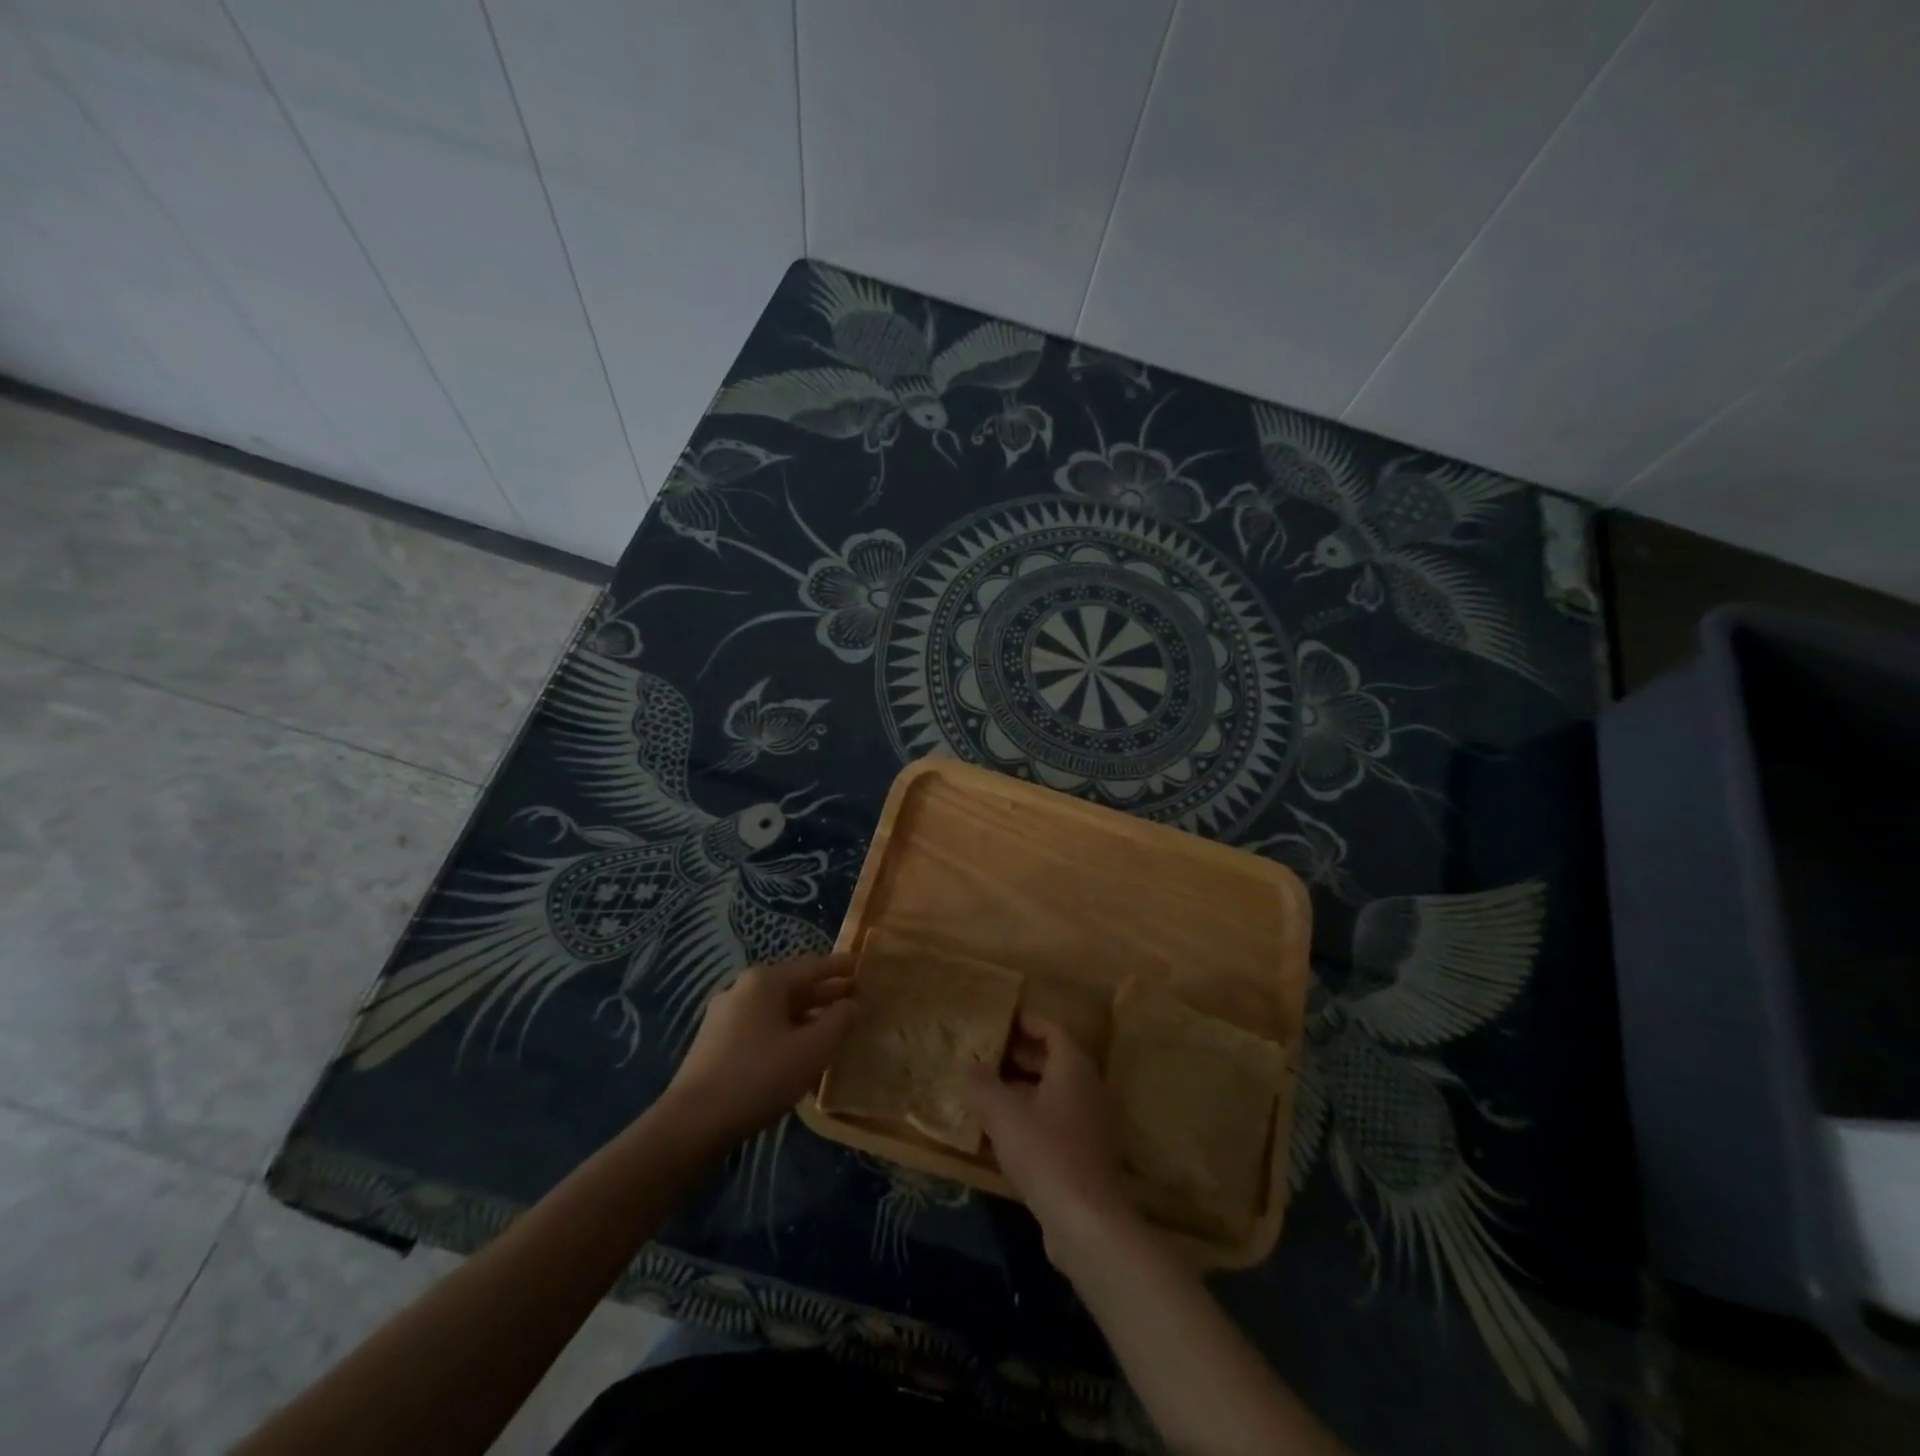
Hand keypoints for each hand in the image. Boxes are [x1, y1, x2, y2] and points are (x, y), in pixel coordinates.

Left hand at [664, 955, 856, 1142]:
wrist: (692, 1123)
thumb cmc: (760, 1077)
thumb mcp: (812, 1050)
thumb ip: (838, 1021)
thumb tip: (852, 1003)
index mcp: (765, 981)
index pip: (813, 966)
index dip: (840, 967)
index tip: (862, 966)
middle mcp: (742, 988)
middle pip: (793, 984)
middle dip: (824, 992)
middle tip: (854, 997)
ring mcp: (724, 1015)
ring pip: (775, 1007)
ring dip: (805, 1014)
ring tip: (831, 1025)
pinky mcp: (714, 1041)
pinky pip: (760, 1025)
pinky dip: (785, 1029)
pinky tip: (798, 1048)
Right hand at [967, 1013, 1134, 1263]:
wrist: (1084, 1219)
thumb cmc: (1044, 1151)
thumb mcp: (1002, 1113)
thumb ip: (981, 1084)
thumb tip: (965, 1063)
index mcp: (1073, 1066)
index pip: (1051, 1030)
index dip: (1026, 1023)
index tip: (1000, 1021)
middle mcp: (1089, 1086)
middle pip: (1054, 1060)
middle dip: (1021, 1055)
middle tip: (988, 1055)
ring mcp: (1092, 1121)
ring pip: (1054, 1092)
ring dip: (1024, 1088)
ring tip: (989, 1092)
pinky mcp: (1087, 1153)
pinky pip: (1057, 1120)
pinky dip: (1033, 1117)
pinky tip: (1005, 1132)